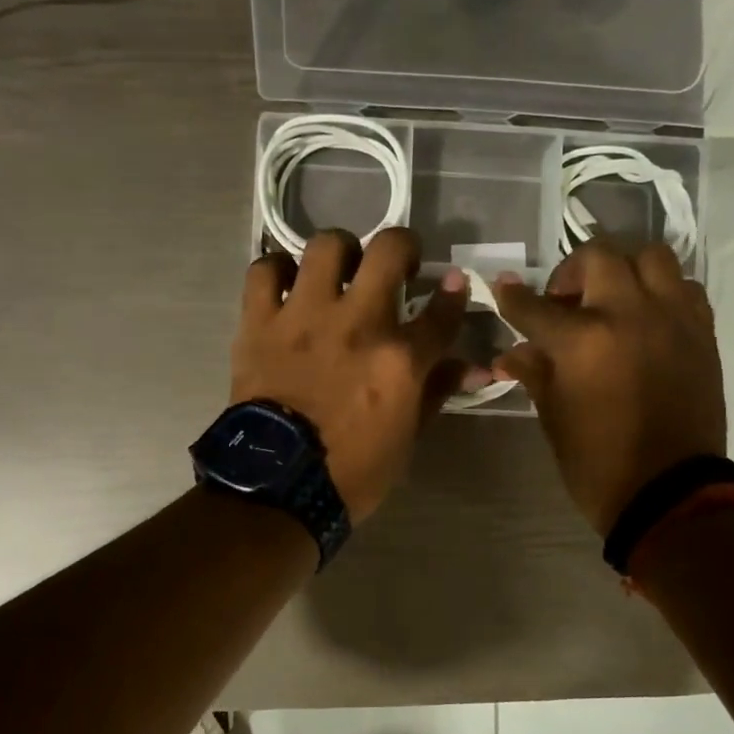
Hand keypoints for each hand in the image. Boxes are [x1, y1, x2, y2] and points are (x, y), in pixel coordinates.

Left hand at [231, 228, 469, 520]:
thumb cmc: (351, 471)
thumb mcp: (407, 438)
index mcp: (400, 359)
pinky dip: (276, 271)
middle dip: (403, 246)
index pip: (442, 311)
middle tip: (397, 265)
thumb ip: (436, 391)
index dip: (454, 294)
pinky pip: (264, 271)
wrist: (276, 487)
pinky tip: (285, 285)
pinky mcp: (260, 322)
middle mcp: (357, 323)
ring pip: (326, 246)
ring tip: (339, 270)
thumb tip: (473, 367)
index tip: (452, 284)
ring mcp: (304, 316)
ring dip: (340, 252)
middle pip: (389, 250)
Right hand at [494, 242, 726, 535]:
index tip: (503, 288)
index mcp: (583, 341)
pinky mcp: (702, 332)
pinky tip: (647, 316)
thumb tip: (511, 352)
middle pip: (599, 256)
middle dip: (572, 270)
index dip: (513, 297)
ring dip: (623, 268)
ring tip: (611, 298)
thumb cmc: (598, 462)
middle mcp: (629, 314)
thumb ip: (534, 372)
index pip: (535, 306)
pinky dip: (661, 290)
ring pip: (650, 257)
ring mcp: (672, 318)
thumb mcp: (554, 417)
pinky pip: (683, 287)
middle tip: (565, 299)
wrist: (671, 493)